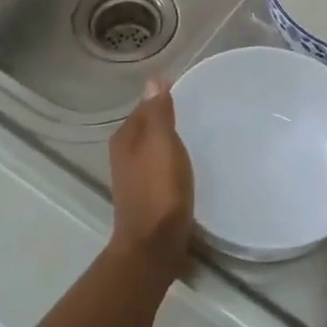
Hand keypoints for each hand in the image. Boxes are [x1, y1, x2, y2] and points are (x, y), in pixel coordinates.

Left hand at [107, 80, 194, 272]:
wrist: (154, 246)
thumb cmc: (159, 191)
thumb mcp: (162, 145)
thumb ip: (158, 113)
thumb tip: (152, 80)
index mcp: (126, 138)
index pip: (144, 106)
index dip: (163, 97)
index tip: (190, 90)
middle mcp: (125, 154)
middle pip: (148, 127)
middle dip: (168, 118)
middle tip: (200, 111)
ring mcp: (135, 177)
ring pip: (154, 148)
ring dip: (171, 142)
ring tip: (200, 136)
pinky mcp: (148, 196)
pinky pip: (161, 168)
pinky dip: (174, 162)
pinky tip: (191, 167)